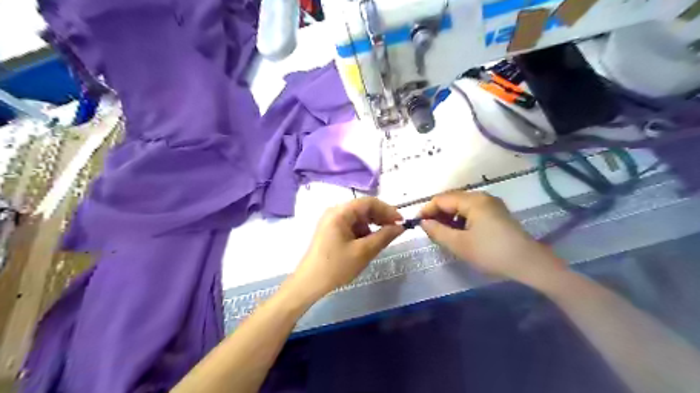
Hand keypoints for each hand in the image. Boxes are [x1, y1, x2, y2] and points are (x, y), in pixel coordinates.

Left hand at [294, 199, 408, 298]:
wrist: (309, 284)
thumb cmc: (336, 267)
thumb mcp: (364, 252)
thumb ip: (384, 236)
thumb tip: (400, 227)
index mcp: (340, 212)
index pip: (369, 202)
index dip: (387, 210)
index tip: (401, 222)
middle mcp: (334, 212)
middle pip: (363, 208)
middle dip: (380, 217)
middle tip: (395, 230)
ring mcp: (331, 221)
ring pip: (358, 217)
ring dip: (372, 225)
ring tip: (381, 239)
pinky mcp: (330, 231)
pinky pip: (351, 225)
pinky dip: (363, 232)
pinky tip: (367, 243)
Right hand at [418, 192, 564, 283]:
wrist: (529, 263)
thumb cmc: (491, 253)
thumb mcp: (459, 244)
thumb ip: (437, 231)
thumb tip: (423, 222)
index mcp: (473, 200)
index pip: (442, 199)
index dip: (427, 210)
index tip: (418, 224)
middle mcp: (482, 196)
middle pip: (452, 199)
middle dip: (438, 213)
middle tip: (429, 230)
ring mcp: (491, 204)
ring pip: (461, 205)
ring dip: (449, 216)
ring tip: (443, 233)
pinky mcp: (497, 213)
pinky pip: (472, 211)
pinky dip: (461, 219)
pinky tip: (459, 232)